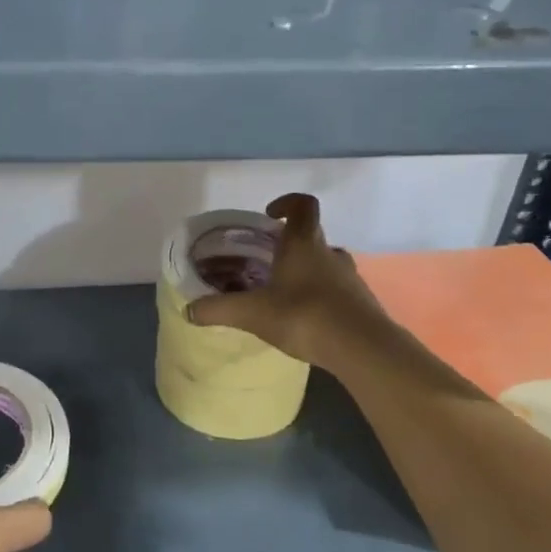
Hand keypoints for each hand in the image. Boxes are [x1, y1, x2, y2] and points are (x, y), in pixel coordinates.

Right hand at [185, 193, 389, 371]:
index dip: (287, 203)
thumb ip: (219, 309)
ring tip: (283, 294)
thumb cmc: (304, 316)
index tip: (270, 215)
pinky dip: (321, 297)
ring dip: (306, 271)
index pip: (303, 206)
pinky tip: (305, 320)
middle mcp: (330, 254)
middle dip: (289, 245)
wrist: (361, 348)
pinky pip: (337, 290)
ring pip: (325, 264)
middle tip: (266, 262)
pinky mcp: (360, 303)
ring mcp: (350, 278)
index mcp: (304, 244)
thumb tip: (189, 310)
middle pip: (312, 236)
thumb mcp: (253, 313)